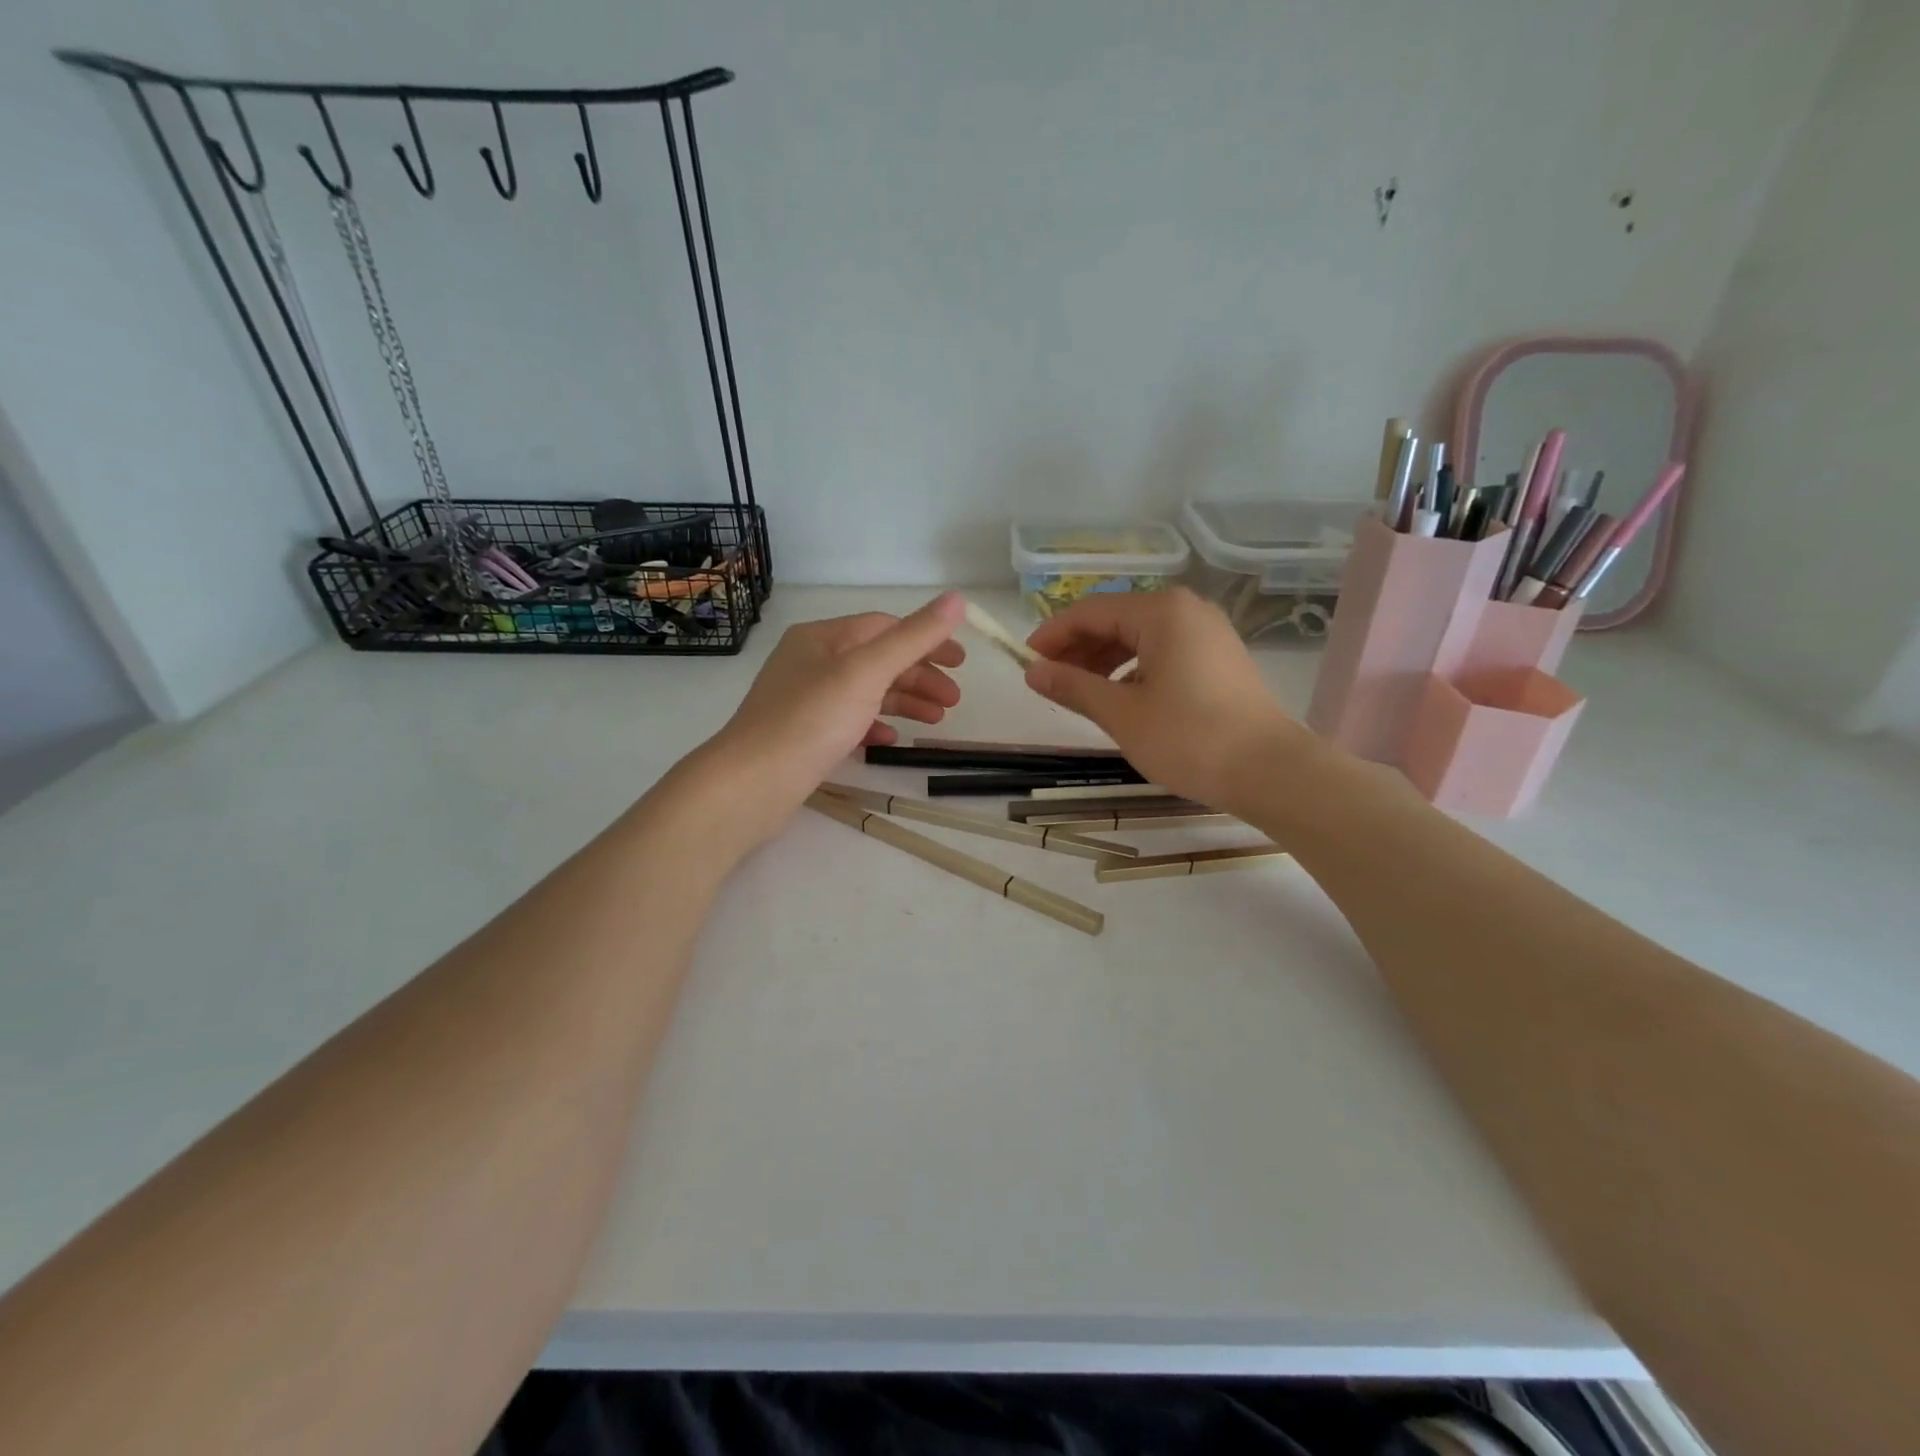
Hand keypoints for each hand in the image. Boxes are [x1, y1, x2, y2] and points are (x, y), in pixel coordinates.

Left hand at [682, 592, 967, 845]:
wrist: (752, 783)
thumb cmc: (811, 719)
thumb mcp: (867, 672)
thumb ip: (914, 637)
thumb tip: (957, 599)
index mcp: (822, 637)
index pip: (884, 627)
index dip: (927, 641)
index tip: (961, 663)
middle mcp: (811, 661)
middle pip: (877, 660)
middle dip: (919, 677)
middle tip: (954, 701)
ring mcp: (805, 699)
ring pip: (865, 692)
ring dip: (903, 702)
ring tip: (936, 721)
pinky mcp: (803, 734)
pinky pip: (848, 721)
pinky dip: (874, 725)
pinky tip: (891, 740)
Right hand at [1023, 588, 1308, 812]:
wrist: (1269, 771)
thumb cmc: (1189, 737)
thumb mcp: (1121, 713)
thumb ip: (1073, 687)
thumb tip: (1033, 671)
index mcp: (1160, 612)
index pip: (1090, 612)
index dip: (1053, 636)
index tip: (1025, 662)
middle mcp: (1186, 610)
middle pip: (1115, 621)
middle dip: (1077, 649)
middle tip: (1048, 681)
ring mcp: (1207, 633)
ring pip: (1139, 638)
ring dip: (1103, 662)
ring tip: (1078, 693)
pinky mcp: (1218, 658)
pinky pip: (1162, 652)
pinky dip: (1133, 670)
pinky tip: (1119, 698)